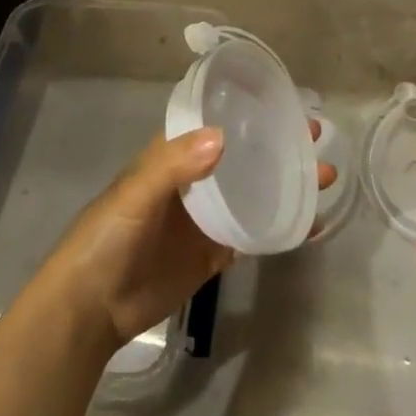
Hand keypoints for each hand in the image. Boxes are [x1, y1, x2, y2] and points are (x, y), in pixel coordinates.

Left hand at [36, 124, 336, 355]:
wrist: (90, 311)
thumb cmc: (106, 239)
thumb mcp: (135, 194)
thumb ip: (174, 166)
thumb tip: (223, 137)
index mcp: (174, 157)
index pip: (217, 125)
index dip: (249, 113)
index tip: (286, 104)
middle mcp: (195, 181)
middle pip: (244, 157)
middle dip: (279, 146)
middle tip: (317, 138)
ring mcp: (206, 219)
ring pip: (254, 193)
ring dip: (287, 184)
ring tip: (325, 177)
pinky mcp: (213, 254)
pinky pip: (253, 235)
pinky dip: (281, 228)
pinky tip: (311, 224)